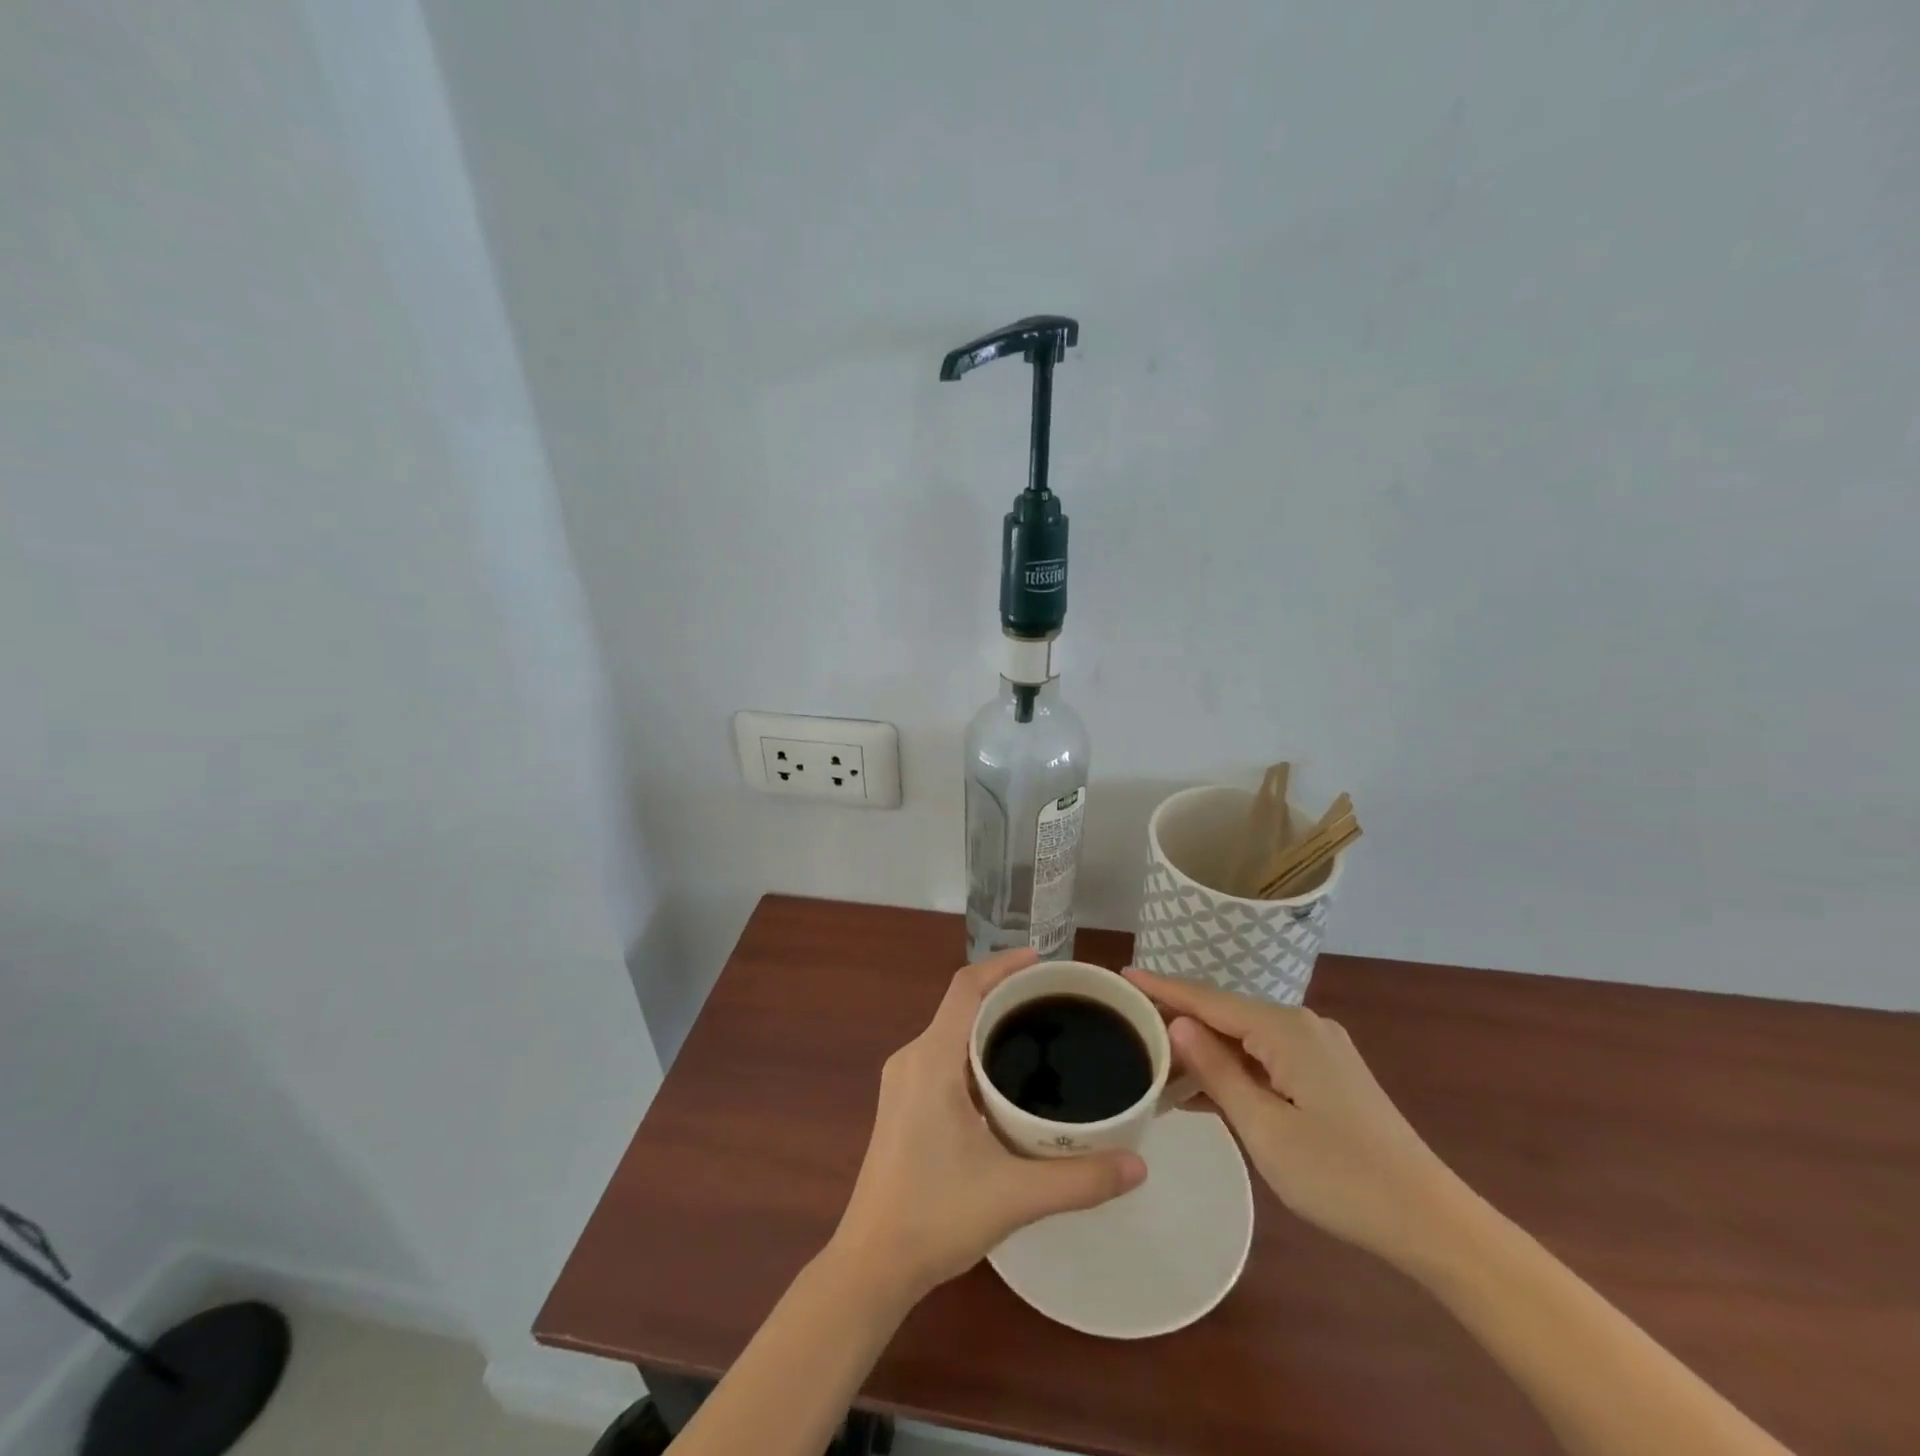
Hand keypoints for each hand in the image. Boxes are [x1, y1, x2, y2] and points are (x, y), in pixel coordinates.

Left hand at [830, 948, 1147, 1304]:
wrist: (871, 1265)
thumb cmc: (935, 1218)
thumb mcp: (1014, 1196)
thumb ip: (1080, 1179)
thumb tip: (1139, 1164)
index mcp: (931, 1060)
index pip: (966, 988)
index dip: (1003, 965)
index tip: (1043, 962)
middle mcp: (912, 1059)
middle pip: (962, 1006)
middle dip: (1007, 996)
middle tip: (1057, 1003)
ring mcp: (903, 1082)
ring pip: (953, 1033)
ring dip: (991, 1027)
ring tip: (1041, 1037)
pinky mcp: (903, 1104)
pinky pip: (944, 1057)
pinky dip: (976, 1053)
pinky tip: (1008, 1083)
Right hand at [1125, 968, 1460, 1267]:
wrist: (1431, 1221)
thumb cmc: (1340, 1176)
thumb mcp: (1264, 1127)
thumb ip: (1217, 1070)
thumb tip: (1178, 1022)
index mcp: (1285, 1029)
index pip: (1208, 999)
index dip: (1162, 988)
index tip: (1121, 975)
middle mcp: (1301, 1025)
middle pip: (1225, 1014)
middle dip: (1179, 1019)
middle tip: (1129, 1025)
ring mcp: (1318, 1048)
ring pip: (1245, 1038)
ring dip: (1205, 1050)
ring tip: (1156, 1062)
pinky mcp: (1327, 1073)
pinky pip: (1266, 1057)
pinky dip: (1234, 1069)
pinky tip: (1204, 1090)